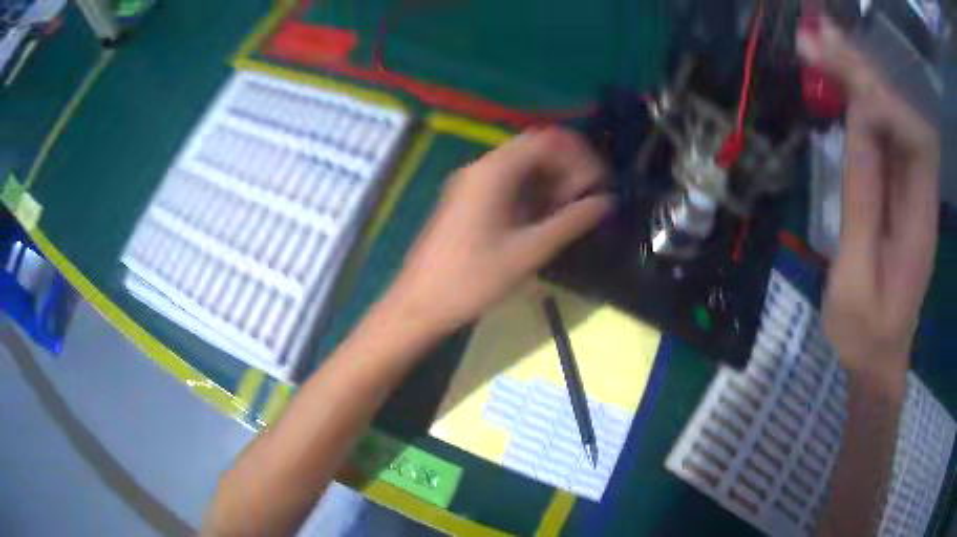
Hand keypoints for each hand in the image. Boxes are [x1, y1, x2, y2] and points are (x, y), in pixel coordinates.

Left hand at [384, 127, 610, 335]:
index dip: (580, 158)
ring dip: (550, 181)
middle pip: (535, 150)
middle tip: (585, 200)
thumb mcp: (528, 252)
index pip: (547, 141)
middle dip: (567, 169)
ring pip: (522, 167)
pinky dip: (531, 193)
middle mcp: (481, 168)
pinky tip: (542, 219)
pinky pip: (507, 183)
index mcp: (494, 171)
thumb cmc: (472, 280)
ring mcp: (471, 183)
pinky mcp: (468, 200)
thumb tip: (606, 202)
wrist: (420, 303)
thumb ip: (571, 222)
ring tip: (567, 213)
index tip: (598, 186)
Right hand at [798, 20, 938, 381]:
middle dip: (867, 70)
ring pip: (893, 115)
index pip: (915, 134)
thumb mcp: (857, 280)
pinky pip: (883, 132)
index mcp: (920, 218)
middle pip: (905, 112)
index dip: (884, 95)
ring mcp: (910, 187)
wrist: (878, 356)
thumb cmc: (865, 332)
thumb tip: (860, 124)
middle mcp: (921, 191)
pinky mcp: (896, 187)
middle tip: (820, 36)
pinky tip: (836, 79)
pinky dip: (859, 99)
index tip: (839, 69)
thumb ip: (863, 202)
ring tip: (820, 43)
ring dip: (860, 75)